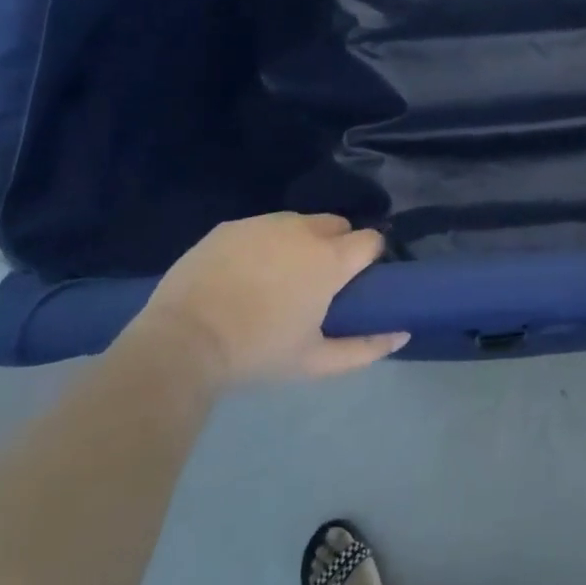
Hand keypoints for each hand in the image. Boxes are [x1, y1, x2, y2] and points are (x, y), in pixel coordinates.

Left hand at [138, 213, 405, 386]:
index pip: (371, 239)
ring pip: (300, 223)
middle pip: (338, 225)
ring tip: (280, 277)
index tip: (357, 281)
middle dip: (338, 246)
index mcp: (330, 259)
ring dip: (302, 242)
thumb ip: (367, 348)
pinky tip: (246, 273)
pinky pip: (262, 227)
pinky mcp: (231, 226)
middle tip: (319, 282)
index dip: (370, 258)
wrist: (182, 343)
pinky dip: (265, 244)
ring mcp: (264, 223)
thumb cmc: (258, 352)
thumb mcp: (316, 362)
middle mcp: (303, 230)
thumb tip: (402, 333)